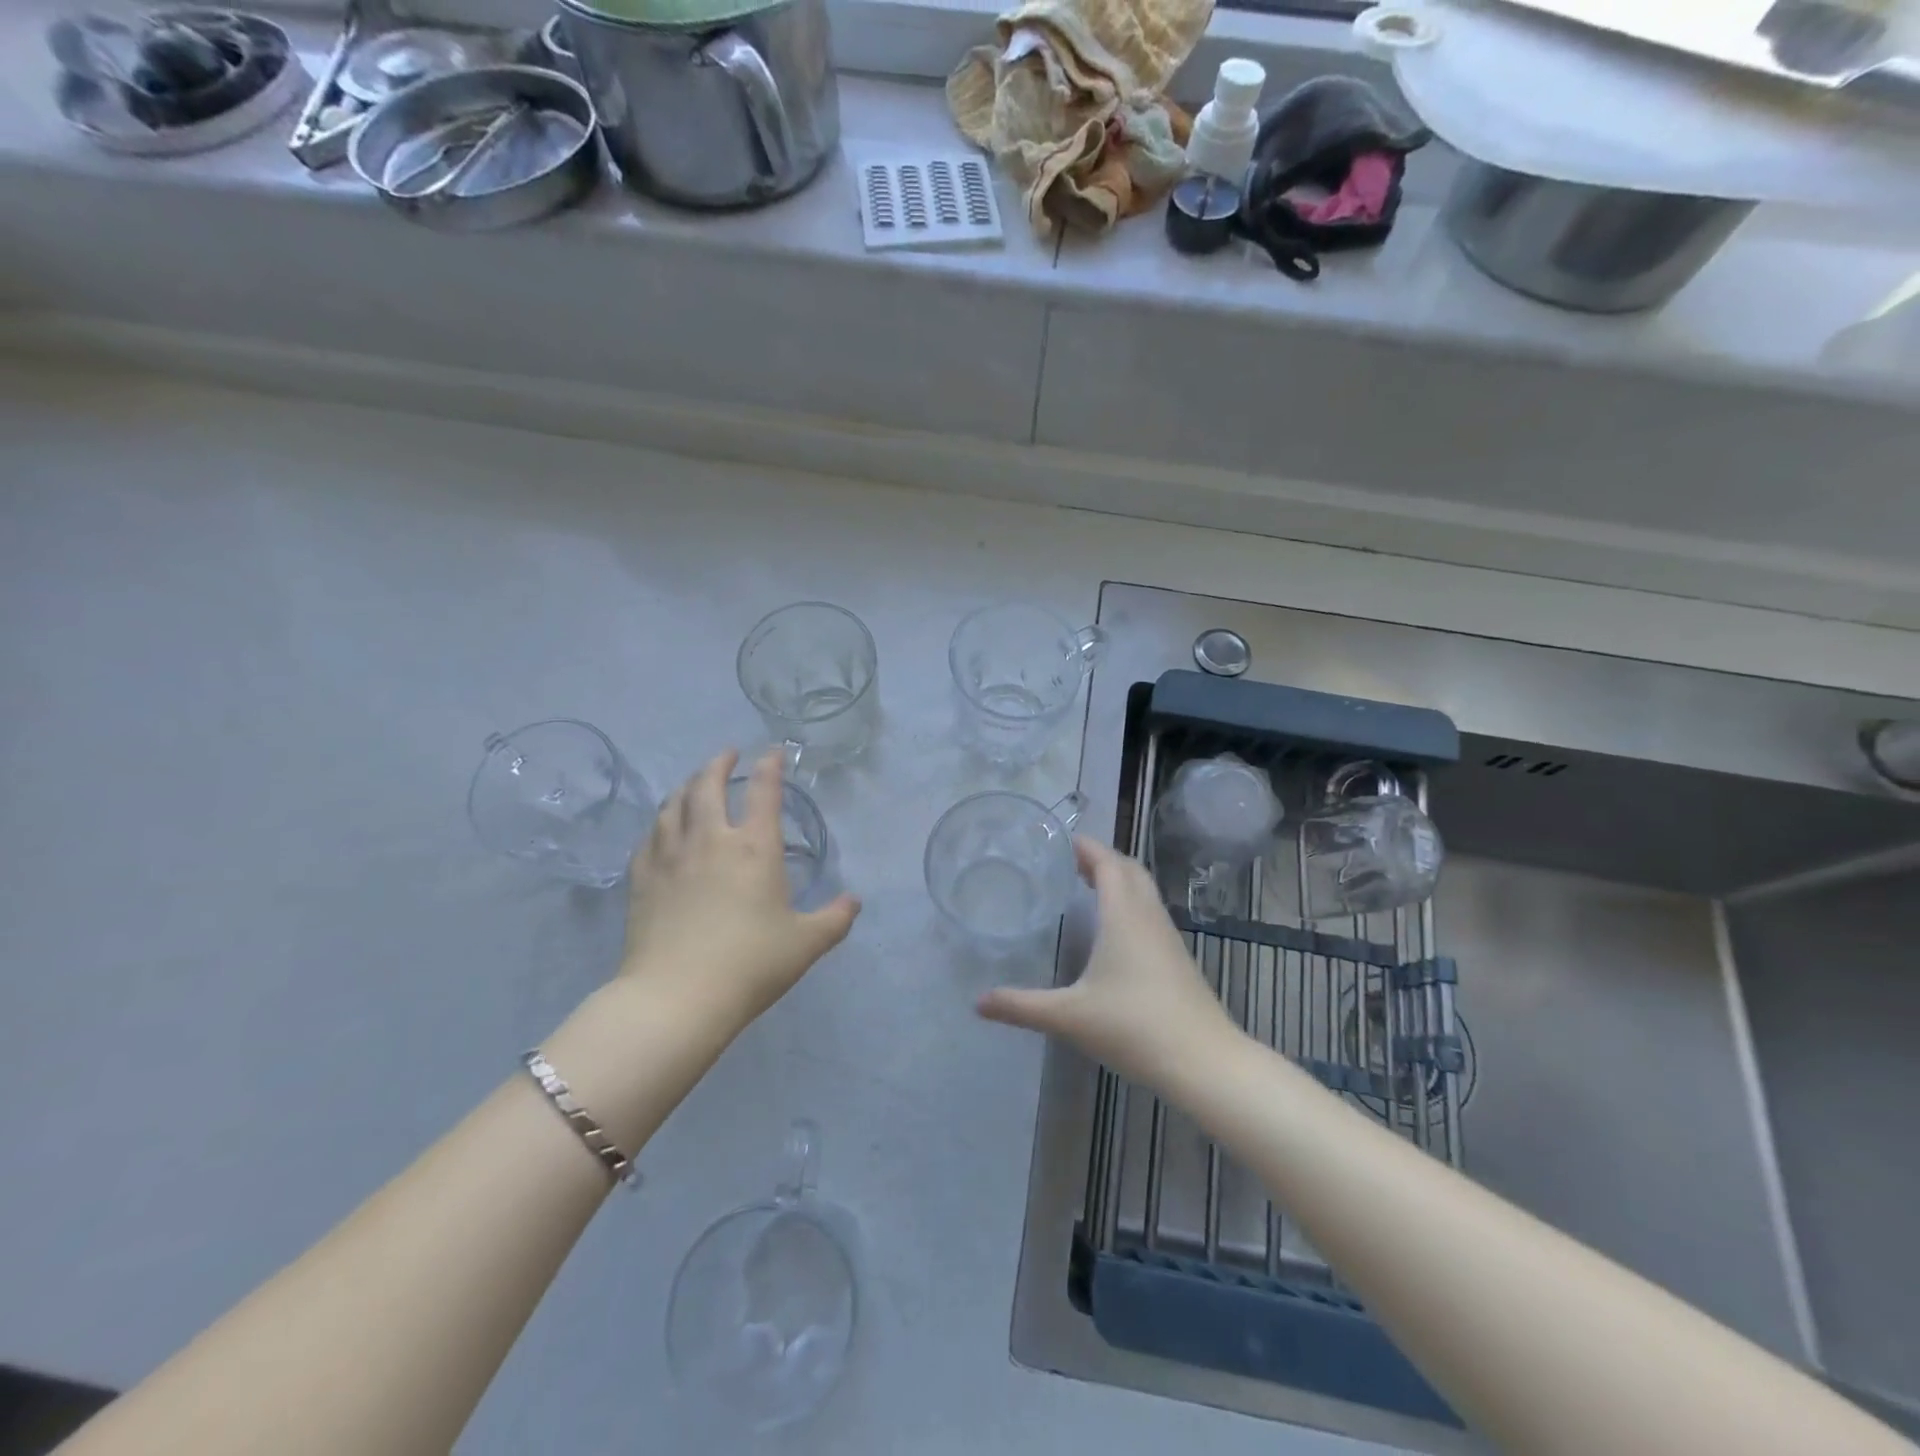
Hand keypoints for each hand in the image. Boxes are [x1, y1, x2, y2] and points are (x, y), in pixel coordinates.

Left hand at [620, 748, 859, 1036]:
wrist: (677, 998)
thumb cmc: (750, 965)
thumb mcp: (806, 944)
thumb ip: (835, 918)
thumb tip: (854, 901)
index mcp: (754, 848)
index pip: (764, 791)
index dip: (770, 767)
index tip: (772, 753)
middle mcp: (710, 840)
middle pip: (708, 785)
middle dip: (719, 764)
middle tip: (728, 756)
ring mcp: (670, 856)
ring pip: (674, 805)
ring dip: (687, 787)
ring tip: (694, 785)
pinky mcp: (642, 878)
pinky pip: (649, 837)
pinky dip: (660, 823)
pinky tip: (662, 828)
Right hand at [977, 836, 1237, 1090]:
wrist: (1204, 1061)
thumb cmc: (1134, 1027)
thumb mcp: (1069, 1016)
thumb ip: (1021, 1006)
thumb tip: (978, 1002)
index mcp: (1124, 915)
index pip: (1107, 862)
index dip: (1085, 847)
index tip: (1059, 841)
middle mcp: (1148, 916)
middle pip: (1128, 869)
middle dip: (1101, 858)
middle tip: (1068, 862)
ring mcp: (1167, 937)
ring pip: (1143, 890)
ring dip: (1118, 879)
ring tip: (1087, 886)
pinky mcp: (1177, 958)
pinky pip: (1150, 912)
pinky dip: (1129, 902)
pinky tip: (1114, 929)